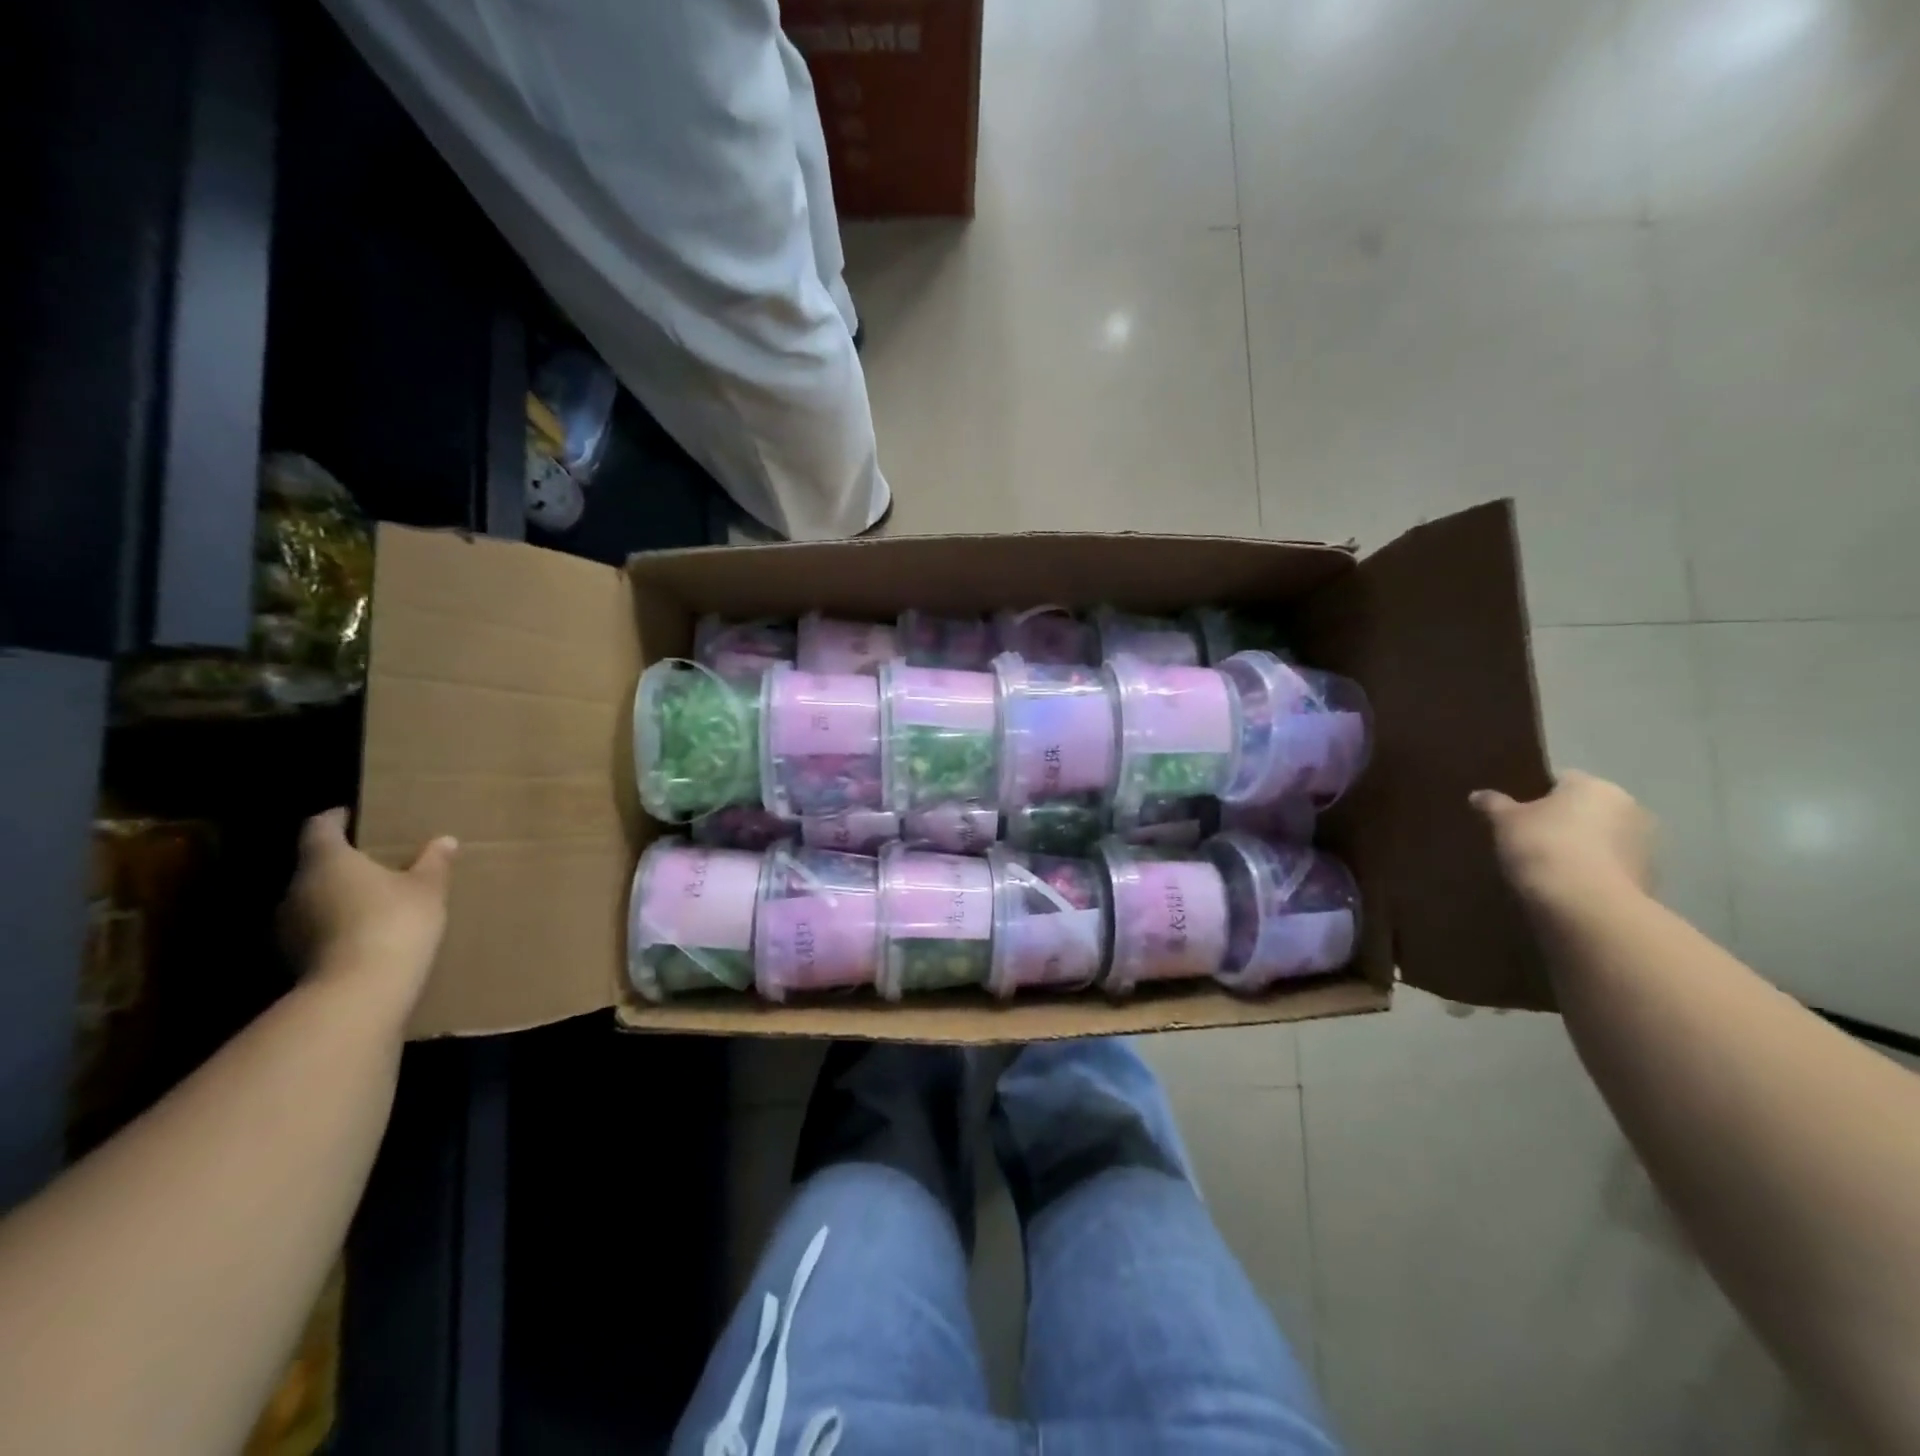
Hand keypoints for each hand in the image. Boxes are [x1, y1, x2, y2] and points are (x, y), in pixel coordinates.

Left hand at [280, 809, 457, 1013]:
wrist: (360, 989)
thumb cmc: (395, 921)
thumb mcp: (427, 888)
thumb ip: (433, 862)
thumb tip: (445, 840)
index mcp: (327, 859)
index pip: (319, 827)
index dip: (335, 818)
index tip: (351, 815)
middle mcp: (297, 887)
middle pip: (313, 864)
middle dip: (340, 861)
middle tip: (373, 861)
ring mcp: (288, 925)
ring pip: (312, 898)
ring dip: (336, 896)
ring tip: (370, 899)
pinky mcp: (292, 957)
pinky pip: (315, 929)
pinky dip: (334, 925)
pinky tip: (362, 933)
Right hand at [1470, 770, 1653, 907]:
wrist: (1586, 906)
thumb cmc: (1544, 847)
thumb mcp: (1504, 821)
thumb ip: (1493, 804)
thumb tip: (1478, 795)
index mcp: (1596, 786)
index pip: (1562, 780)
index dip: (1535, 794)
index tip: (1514, 814)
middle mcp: (1629, 808)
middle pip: (1586, 810)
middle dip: (1562, 822)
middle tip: (1526, 839)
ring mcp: (1644, 846)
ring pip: (1601, 840)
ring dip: (1580, 849)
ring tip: (1544, 867)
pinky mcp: (1647, 879)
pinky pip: (1609, 868)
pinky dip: (1591, 874)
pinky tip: (1565, 887)